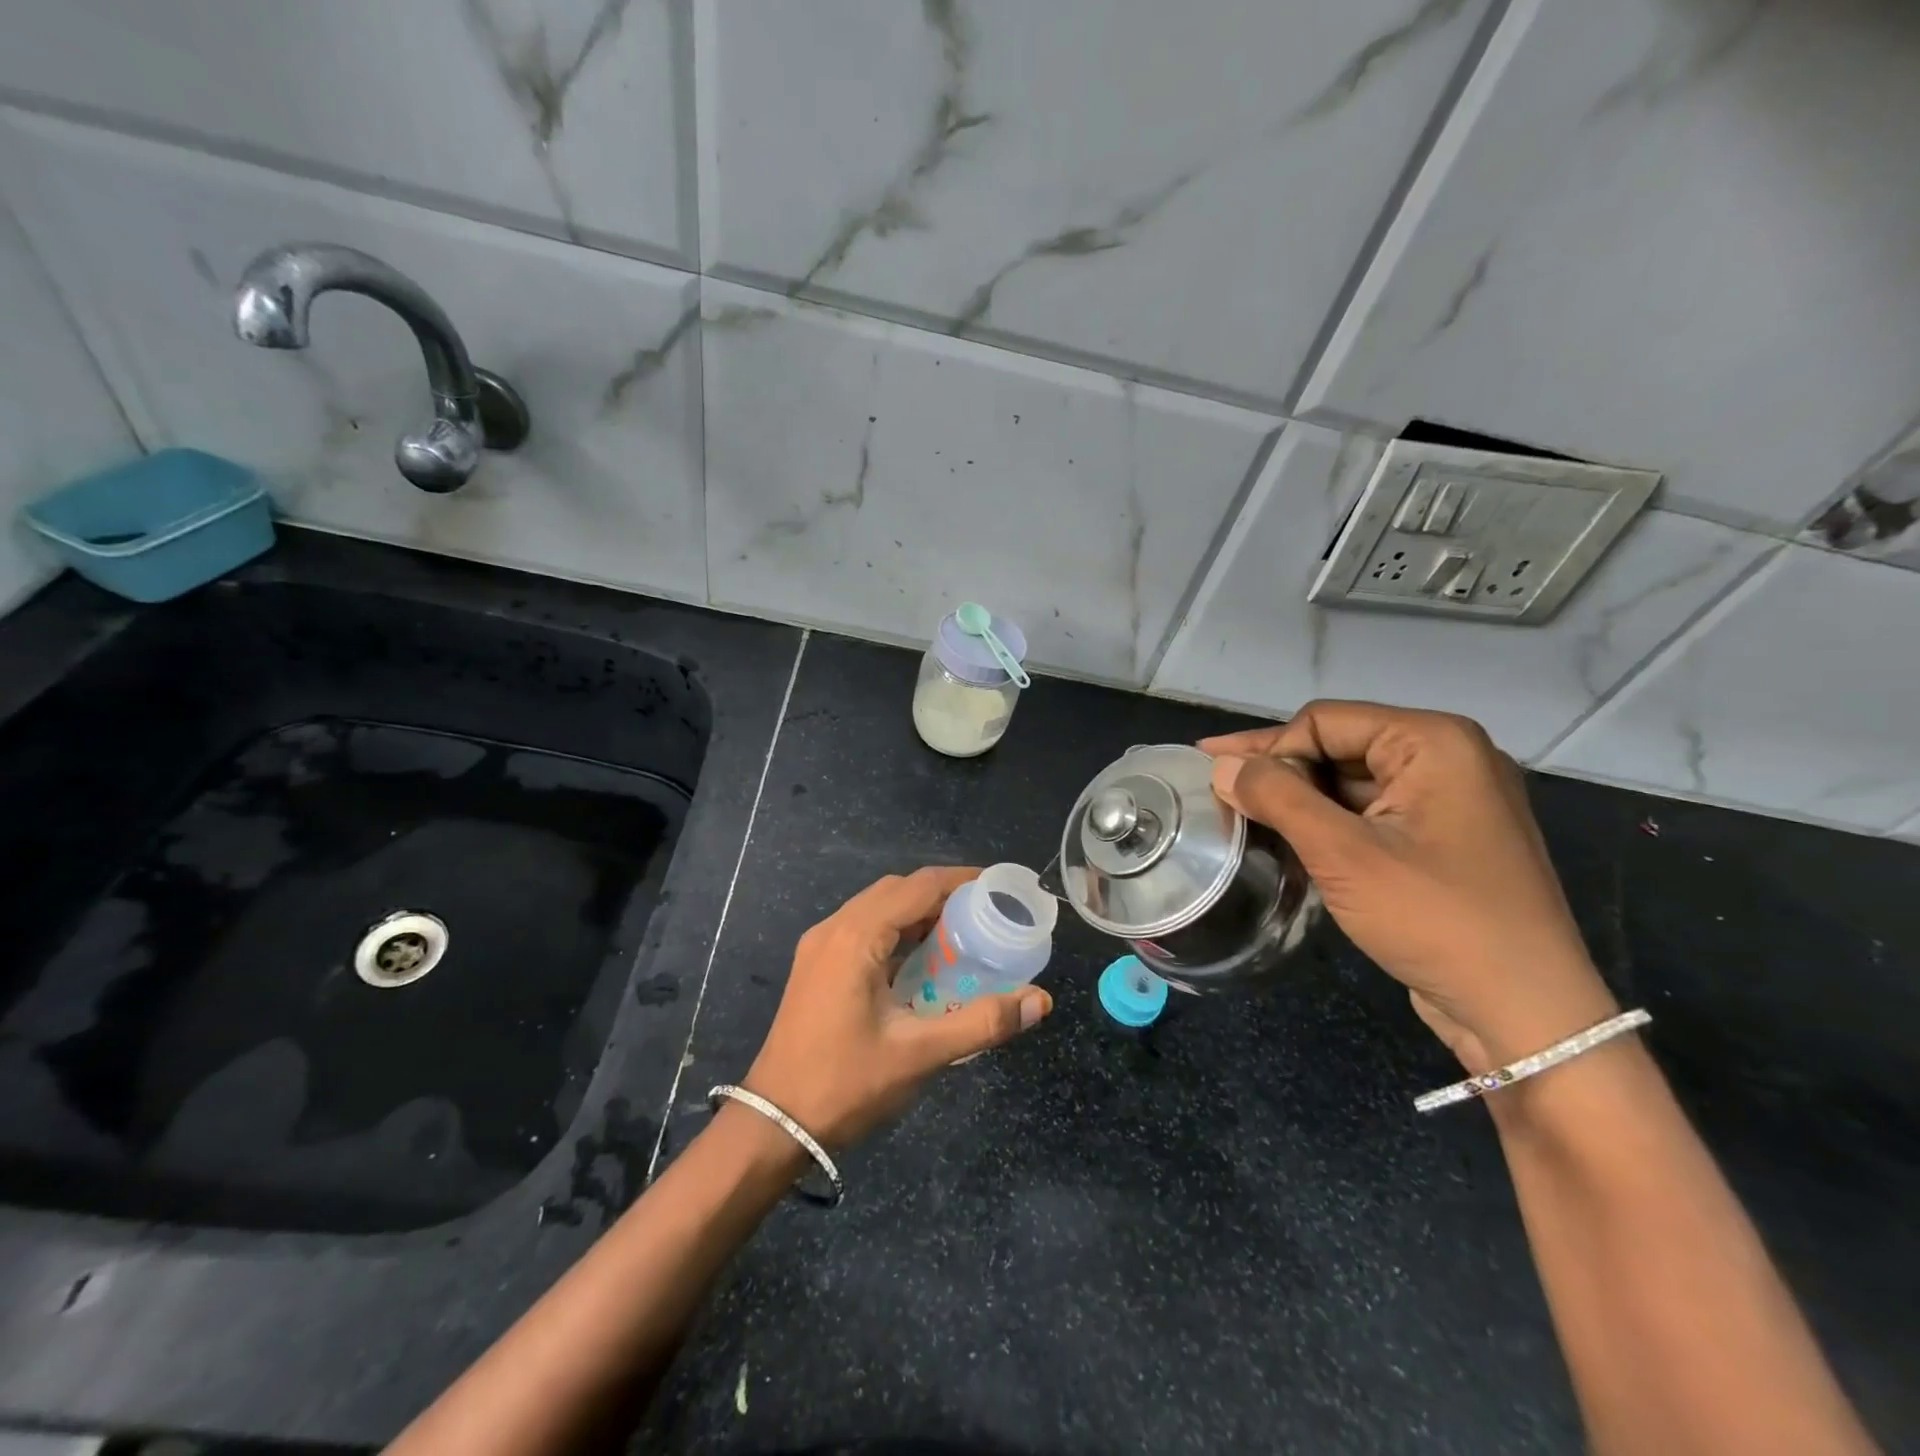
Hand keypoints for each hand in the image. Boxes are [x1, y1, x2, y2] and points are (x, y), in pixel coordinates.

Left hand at [743, 866, 1052, 1147]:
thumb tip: (1039, 1001)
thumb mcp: (919, 1054)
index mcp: (857, 937)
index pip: (918, 886)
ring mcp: (820, 946)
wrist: (773, 1124)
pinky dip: (897, 931)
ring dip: (918, 912)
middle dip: (942, 894)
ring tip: (961, 933)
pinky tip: (920, 960)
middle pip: (897, 890)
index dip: (961, 880)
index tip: (998, 888)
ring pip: (877, 908)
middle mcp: (835, 929)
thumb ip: (982, 1023)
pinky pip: (863, 928)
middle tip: (985, 914)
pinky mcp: (816, 966)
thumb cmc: (845, 1084)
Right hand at [1201, 701, 1616, 1069]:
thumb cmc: (1435, 918)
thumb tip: (1220, 766)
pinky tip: (1287, 839)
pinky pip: (1371, 814)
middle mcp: (1449, 759)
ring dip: (1298, 799)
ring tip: (1241, 815)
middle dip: (1278, 771)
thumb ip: (1277, 798)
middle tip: (1217, 789)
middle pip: (1339, 747)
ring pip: (1351, 783)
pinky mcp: (1443, 840)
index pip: (1325, 722)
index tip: (1212, 773)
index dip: (1266, 747)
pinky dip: (1327, 823)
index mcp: (1435, 742)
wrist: (1525, 1013)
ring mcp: (1450, 802)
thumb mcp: (1344, 854)